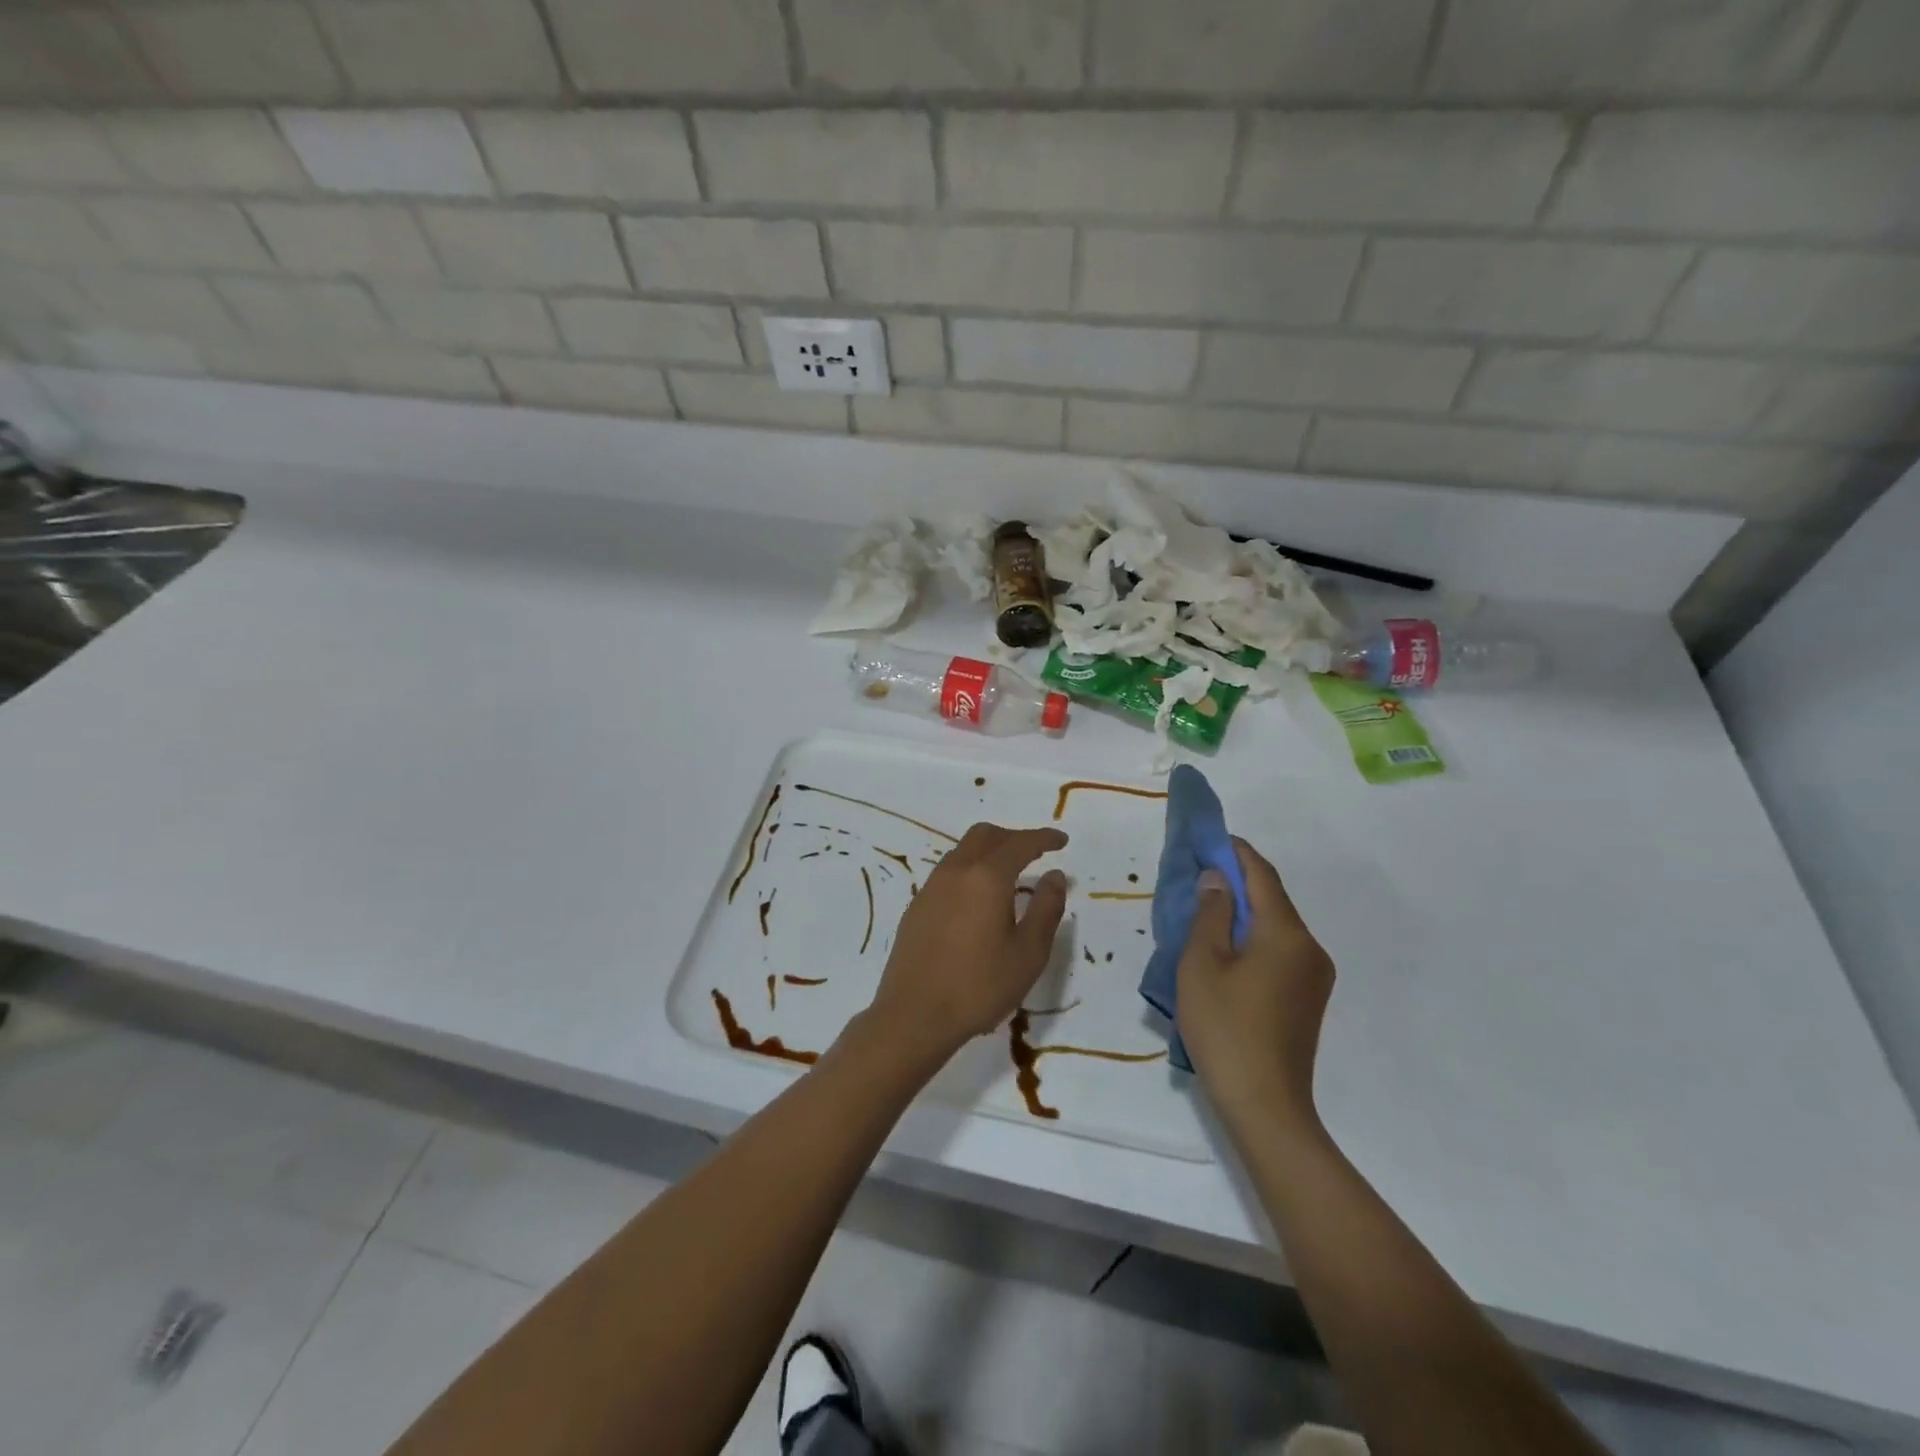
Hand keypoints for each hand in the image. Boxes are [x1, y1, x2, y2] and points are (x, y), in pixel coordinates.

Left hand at [866, 823, 1068, 1062]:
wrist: (914, 1015)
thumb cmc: (980, 986)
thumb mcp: (1028, 953)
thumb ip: (1046, 908)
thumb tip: (1054, 875)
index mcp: (986, 877)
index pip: (1020, 843)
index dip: (1043, 838)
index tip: (1061, 840)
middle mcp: (955, 871)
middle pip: (986, 835)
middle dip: (1014, 837)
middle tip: (1036, 853)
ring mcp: (931, 887)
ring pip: (963, 851)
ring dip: (989, 852)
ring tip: (1010, 877)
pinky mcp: (917, 906)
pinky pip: (949, 872)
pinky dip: (970, 870)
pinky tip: (979, 900)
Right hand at [1177, 838, 1334, 1132]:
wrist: (1265, 1105)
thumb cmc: (1225, 1028)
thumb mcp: (1202, 964)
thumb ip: (1210, 914)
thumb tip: (1218, 878)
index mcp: (1286, 934)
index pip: (1262, 876)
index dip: (1236, 852)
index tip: (1210, 838)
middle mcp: (1310, 948)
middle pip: (1272, 900)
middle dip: (1237, 882)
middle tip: (1199, 875)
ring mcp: (1314, 976)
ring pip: (1275, 927)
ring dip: (1243, 912)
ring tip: (1205, 911)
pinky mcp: (1308, 999)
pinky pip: (1279, 951)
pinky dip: (1252, 938)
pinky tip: (1226, 950)